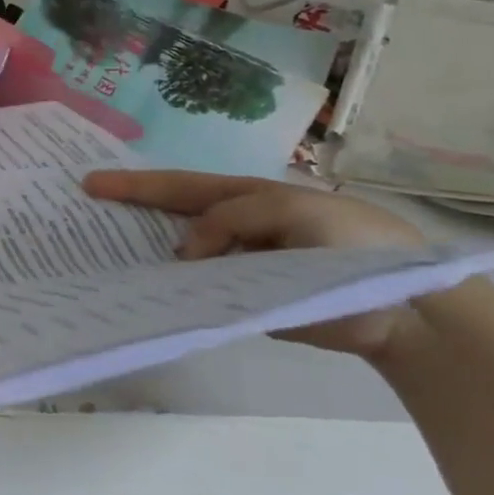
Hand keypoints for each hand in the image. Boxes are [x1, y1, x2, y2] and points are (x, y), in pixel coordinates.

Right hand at [82, 168, 425, 359]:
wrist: (411, 310)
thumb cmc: (355, 245)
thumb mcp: (293, 213)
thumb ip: (232, 220)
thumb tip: (183, 252)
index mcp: (245, 198)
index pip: (179, 187)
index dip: (134, 185)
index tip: (89, 184)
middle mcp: (233, 228)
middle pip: (170, 216)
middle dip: (128, 211)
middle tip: (82, 213)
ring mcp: (236, 265)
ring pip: (180, 256)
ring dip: (144, 254)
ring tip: (99, 256)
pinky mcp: (244, 302)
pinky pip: (199, 293)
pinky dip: (170, 292)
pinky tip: (143, 295)